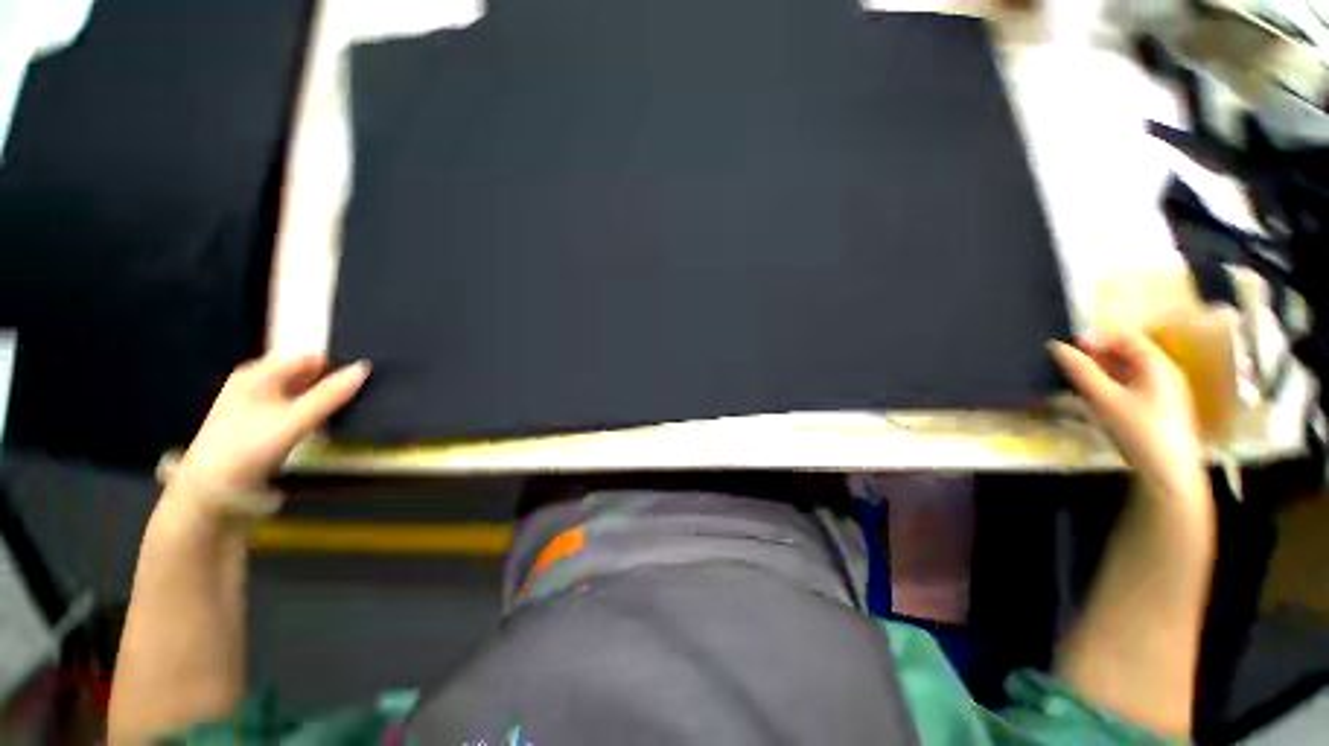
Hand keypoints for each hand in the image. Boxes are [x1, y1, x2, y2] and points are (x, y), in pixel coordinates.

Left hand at [176, 355, 369, 492]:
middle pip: (304, 376)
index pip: (309, 358)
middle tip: (350, 405)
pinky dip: (307, 418)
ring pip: (299, 395)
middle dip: (328, 388)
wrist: (211, 491)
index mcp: (258, 373)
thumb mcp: (296, 420)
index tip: (357, 385)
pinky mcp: (254, 423)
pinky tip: (317, 434)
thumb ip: (331, 394)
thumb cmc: (250, 447)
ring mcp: (252, 403)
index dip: (335, 368)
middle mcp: (254, 382)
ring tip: (337, 421)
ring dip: (319, 406)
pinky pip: (291, 411)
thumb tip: (363, 367)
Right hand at [1051, 331, 1207, 506]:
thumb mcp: (1105, 399)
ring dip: (1101, 371)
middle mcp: (1163, 371)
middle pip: (1128, 352)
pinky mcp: (1159, 408)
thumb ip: (1081, 371)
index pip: (1125, 336)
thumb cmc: (1139, 431)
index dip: (1095, 337)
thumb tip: (1056, 347)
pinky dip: (1111, 385)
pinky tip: (1095, 398)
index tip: (1067, 348)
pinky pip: (1132, 385)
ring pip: (1128, 370)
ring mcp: (1163, 390)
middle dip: (1096, 355)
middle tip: (1067, 366)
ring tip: (1076, 382)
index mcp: (1156, 364)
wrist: (1169, 474)